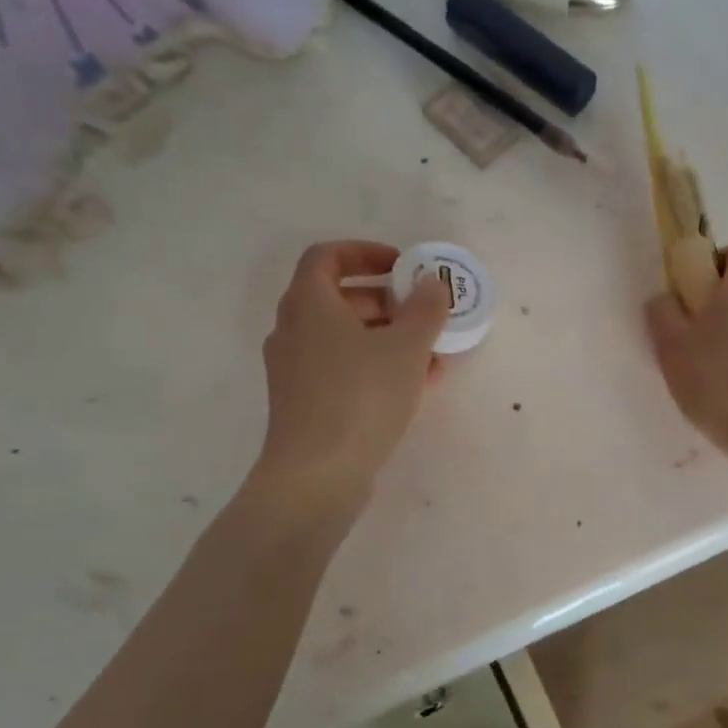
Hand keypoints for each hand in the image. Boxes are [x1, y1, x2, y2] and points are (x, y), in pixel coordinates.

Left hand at [248, 240, 448, 518]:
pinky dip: (375, 366)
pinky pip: (343, 369)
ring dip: (387, 338)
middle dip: (386, 301)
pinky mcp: (304, 402)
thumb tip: (433, 284)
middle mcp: (294, 330)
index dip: (366, 252)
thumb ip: (424, 310)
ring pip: (344, 338)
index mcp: (309, 303)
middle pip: (338, 298)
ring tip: (430, 356)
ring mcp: (295, 369)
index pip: (329, 256)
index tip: (403, 267)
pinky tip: (414, 386)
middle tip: (422, 313)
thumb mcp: (406, 348)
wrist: (317, 474)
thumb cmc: (361, 397)